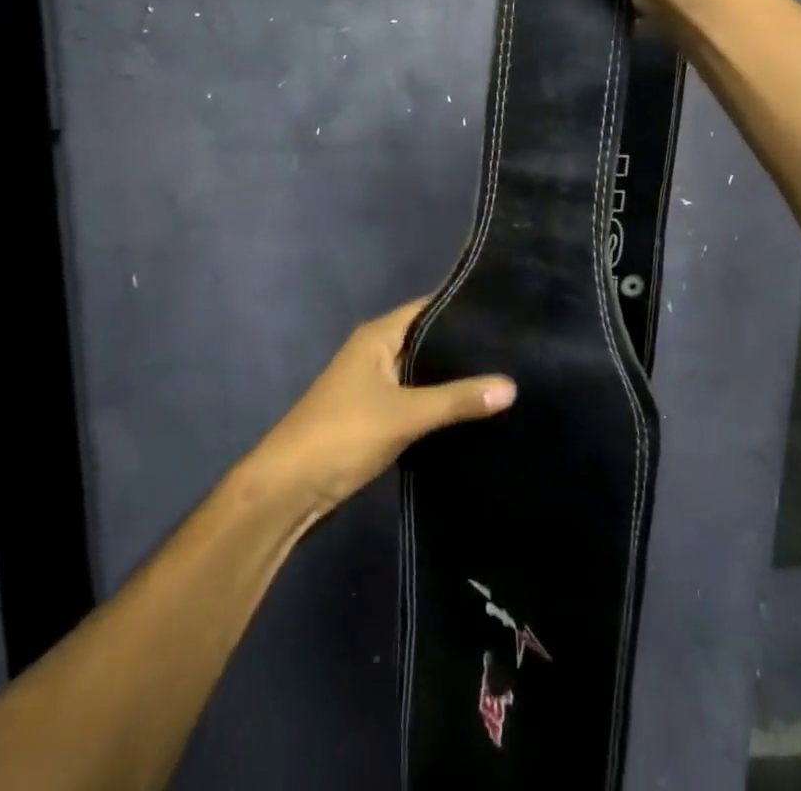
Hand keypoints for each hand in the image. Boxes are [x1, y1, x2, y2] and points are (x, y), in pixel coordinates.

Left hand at [257, 300, 515, 511]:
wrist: (287, 491)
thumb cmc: (342, 434)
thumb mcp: (405, 414)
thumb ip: (457, 399)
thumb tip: (512, 386)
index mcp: (378, 336)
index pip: (429, 308)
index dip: (463, 308)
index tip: (505, 312)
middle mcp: (376, 352)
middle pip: (427, 340)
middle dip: (463, 345)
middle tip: (513, 348)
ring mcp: (374, 385)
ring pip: (422, 372)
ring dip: (452, 376)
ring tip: (504, 374)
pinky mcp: (376, 416)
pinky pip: (415, 398)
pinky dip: (439, 402)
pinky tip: (472, 409)